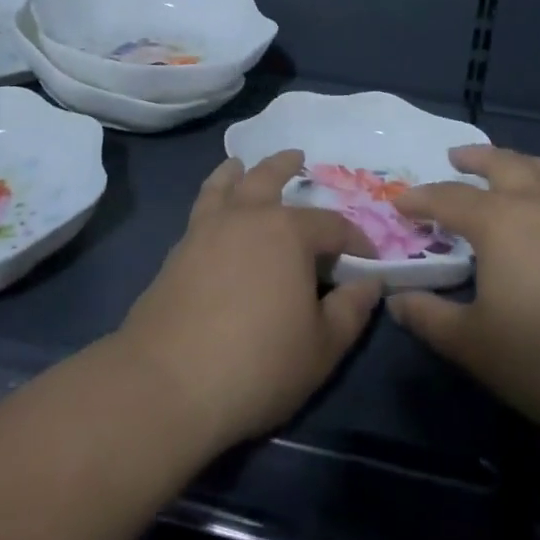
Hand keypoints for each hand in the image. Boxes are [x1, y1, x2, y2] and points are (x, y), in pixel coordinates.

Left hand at [116, 151, 382, 453]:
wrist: (168, 381)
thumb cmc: (258, 364)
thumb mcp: (322, 348)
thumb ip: (351, 310)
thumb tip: (371, 282)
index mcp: (289, 233)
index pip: (333, 226)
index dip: (356, 239)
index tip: (369, 258)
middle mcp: (248, 216)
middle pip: (270, 177)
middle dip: (287, 167)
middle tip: (298, 157)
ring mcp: (208, 228)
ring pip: (226, 183)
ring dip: (239, 170)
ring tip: (240, 164)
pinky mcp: (179, 248)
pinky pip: (201, 206)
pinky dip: (211, 194)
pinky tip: (213, 209)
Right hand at [387, 144, 539, 438]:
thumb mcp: (474, 345)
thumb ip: (430, 318)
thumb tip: (396, 300)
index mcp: (497, 223)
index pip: (447, 199)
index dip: (420, 199)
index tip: (401, 203)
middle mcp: (539, 203)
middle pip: (502, 164)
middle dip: (475, 158)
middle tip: (457, 158)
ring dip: (525, 163)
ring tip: (512, 164)